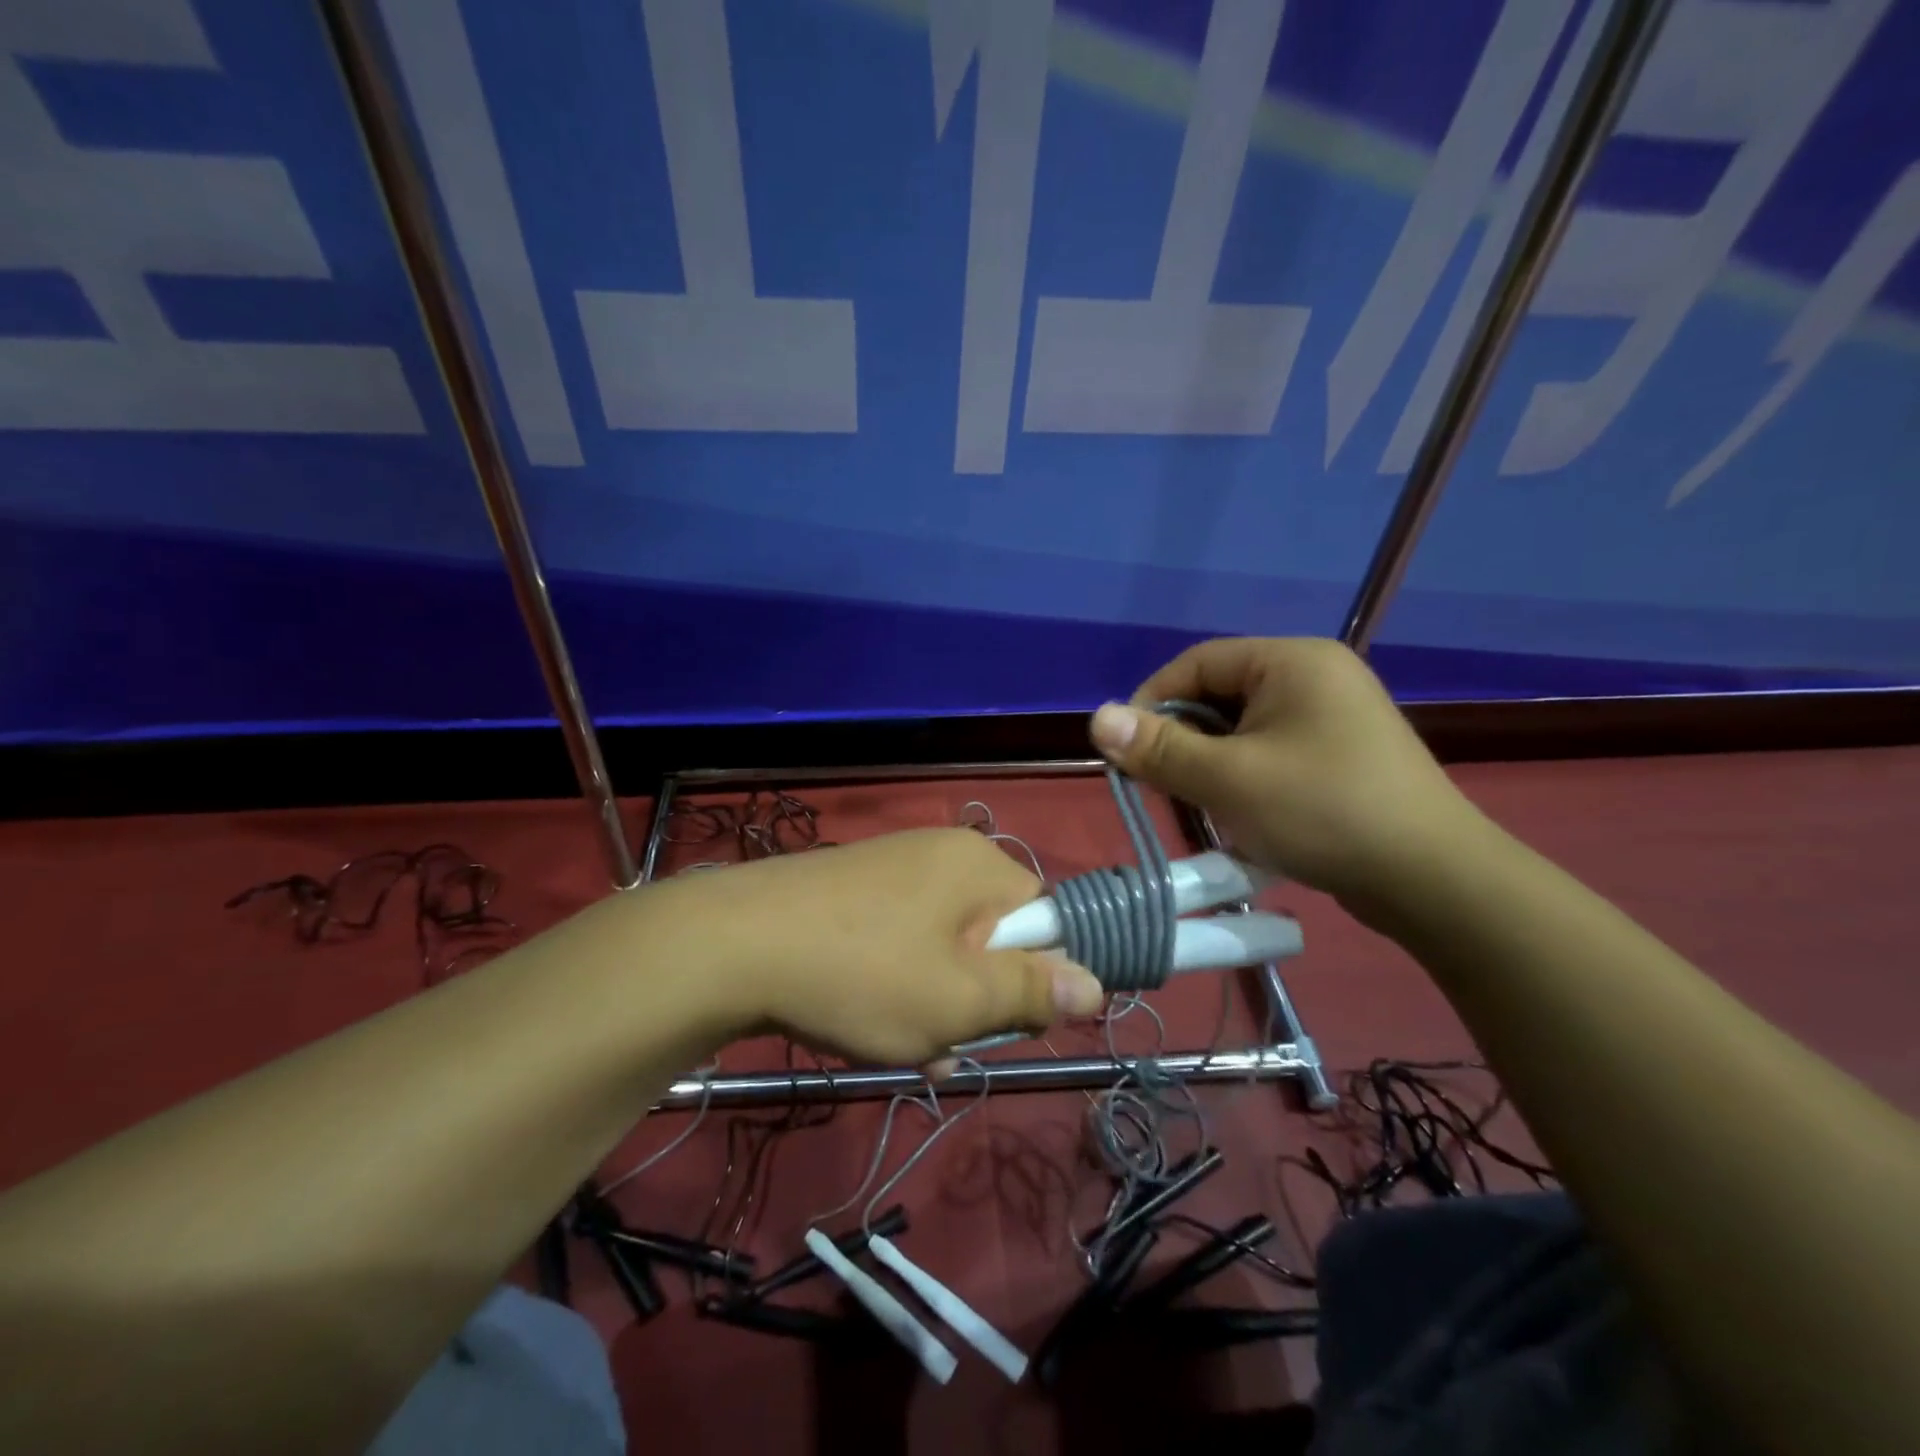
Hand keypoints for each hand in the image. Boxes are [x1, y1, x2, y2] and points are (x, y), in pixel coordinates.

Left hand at [668, 829, 1105, 1065]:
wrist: (732, 946)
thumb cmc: (864, 973)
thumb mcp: (959, 999)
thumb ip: (1033, 991)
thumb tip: (1097, 983)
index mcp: (978, 864)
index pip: (1044, 918)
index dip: (1033, 975)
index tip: (1005, 1020)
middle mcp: (940, 854)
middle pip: (991, 936)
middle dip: (978, 998)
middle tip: (945, 1040)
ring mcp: (891, 869)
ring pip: (943, 948)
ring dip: (936, 1003)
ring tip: (904, 1046)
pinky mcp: (852, 891)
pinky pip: (900, 942)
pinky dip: (897, 985)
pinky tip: (870, 1026)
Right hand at [1088, 637, 1480, 909]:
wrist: (1433, 881)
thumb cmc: (1323, 812)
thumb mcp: (1228, 779)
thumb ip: (1159, 748)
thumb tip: (1097, 717)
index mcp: (1292, 661)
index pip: (1196, 663)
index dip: (1151, 702)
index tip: (1125, 750)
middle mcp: (1314, 677)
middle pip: (1218, 696)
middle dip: (1181, 741)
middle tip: (1159, 786)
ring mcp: (1332, 718)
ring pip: (1241, 731)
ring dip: (1209, 765)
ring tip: (1198, 806)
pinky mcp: (1340, 756)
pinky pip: (1270, 754)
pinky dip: (1242, 779)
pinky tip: (1237, 816)